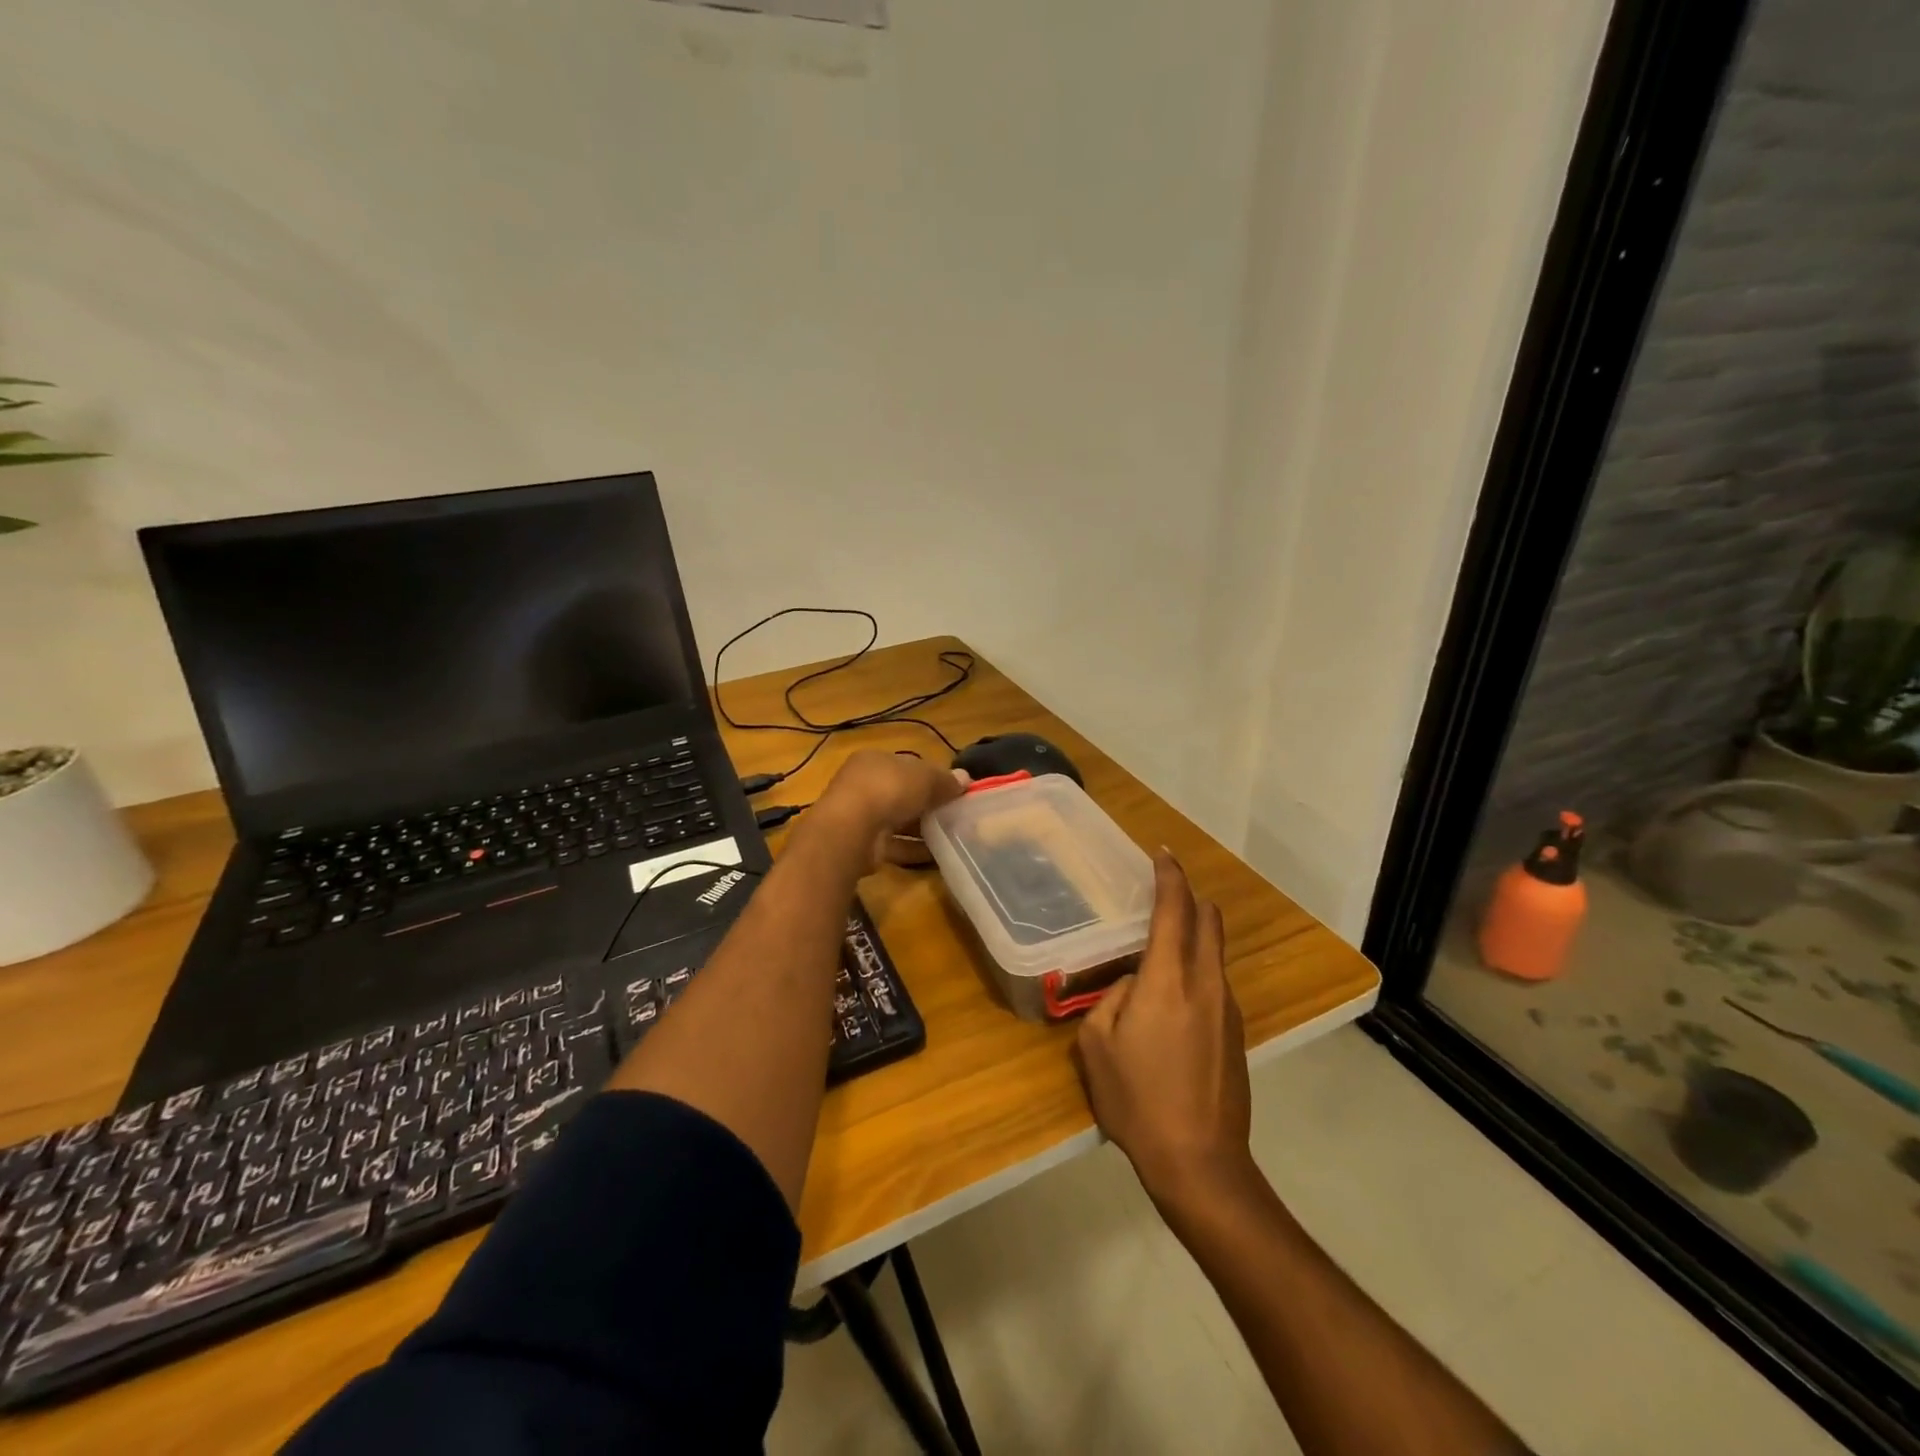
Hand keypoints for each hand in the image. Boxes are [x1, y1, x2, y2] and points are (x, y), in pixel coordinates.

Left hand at [807, 750, 966, 874]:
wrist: (852, 830)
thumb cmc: (889, 790)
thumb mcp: (925, 778)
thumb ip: (945, 780)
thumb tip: (966, 779)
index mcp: (874, 760)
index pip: (906, 765)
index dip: (930, 776)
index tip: (952, 789)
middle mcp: (862, 785)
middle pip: (901, 793)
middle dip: (926, 804)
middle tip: (954, 814)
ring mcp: (859, 816)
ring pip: (897, 820)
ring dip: (920, 828)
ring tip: (950, 836)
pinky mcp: (862, 844)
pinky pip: (894, 844)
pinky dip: (913, 849)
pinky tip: (936, 855)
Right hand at [1075, 851, 1252, 1206]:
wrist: (1200, 1162)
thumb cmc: (1138, 1101)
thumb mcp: (1098, 1046)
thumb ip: (1111, 999)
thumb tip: (1133, 984)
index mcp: (1169, 981)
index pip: (1174, 910)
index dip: (1169, 876)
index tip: (1161, 853)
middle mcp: (1206, 984)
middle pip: (1208, 920)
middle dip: (1189, 896)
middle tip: (1163, 889)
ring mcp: (1227, 1009)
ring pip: (1214, 951)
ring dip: (1193, 934)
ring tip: (1159, 946)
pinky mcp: (1236, 1033)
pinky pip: (1215, 981)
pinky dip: (1197, 967)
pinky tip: (1172, 997)